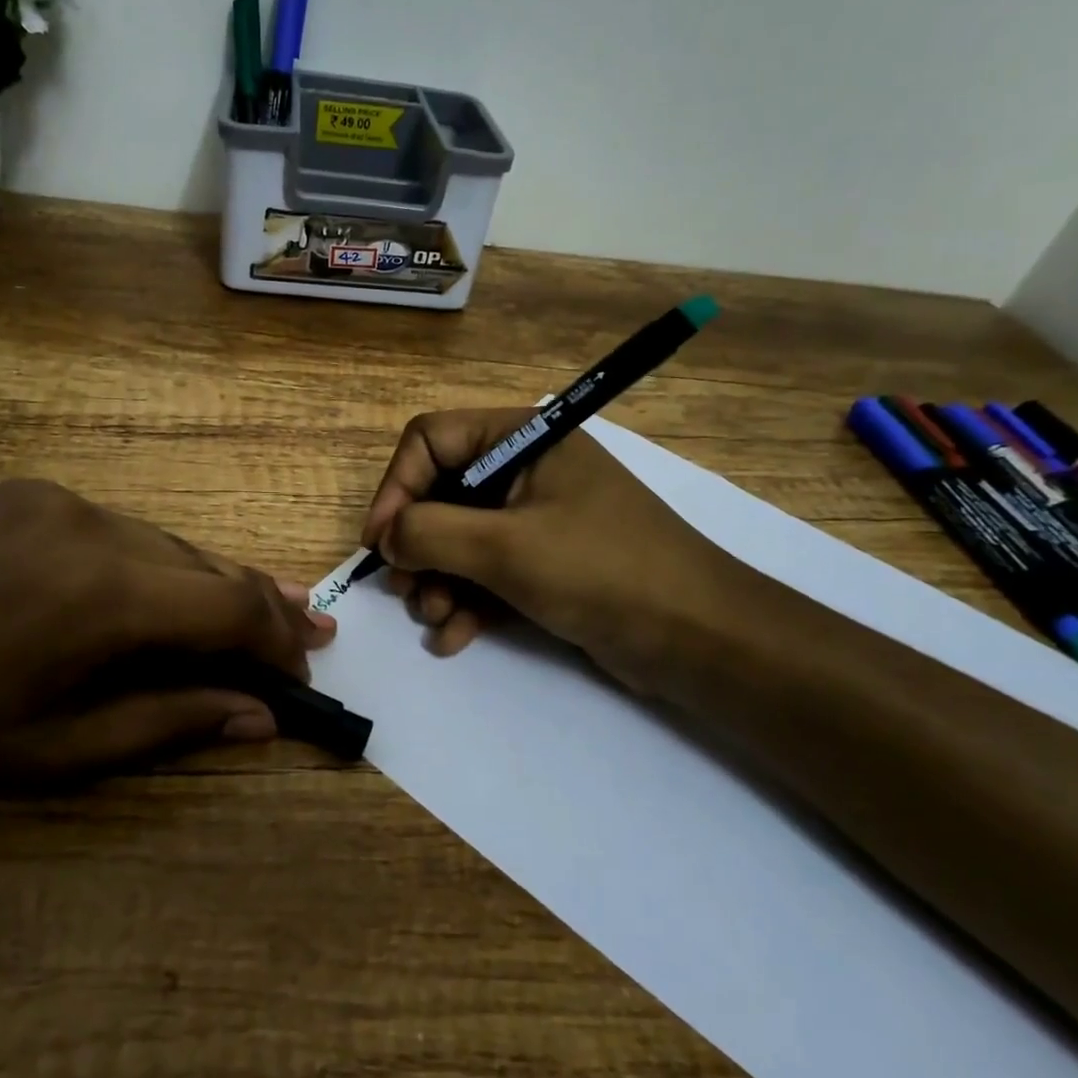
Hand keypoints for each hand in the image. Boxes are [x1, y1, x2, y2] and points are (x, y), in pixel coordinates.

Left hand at [0, 480, 335, 785]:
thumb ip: (168, 724)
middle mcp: (95, 526)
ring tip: (252, 615)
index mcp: (101, 596)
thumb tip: (260, 718)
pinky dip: (155, 566)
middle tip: (307, 634)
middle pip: (210, 565)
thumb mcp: (53, 751)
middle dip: (262, 608)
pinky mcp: (34, 489)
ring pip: (168, 544)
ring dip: (210, 585)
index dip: (278, 639)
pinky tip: (157, 594)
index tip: (301, 670)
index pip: (231, 606)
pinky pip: (120, 530)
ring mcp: (62, 498)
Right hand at [360, 409, 740, 693]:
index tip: (379, 542)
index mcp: (521, 438)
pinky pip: (486, 572)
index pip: (431, 440)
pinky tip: (455, 638)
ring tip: (434, 618)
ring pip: (459, 538)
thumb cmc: (600, 570)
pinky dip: (466, 602)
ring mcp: (535, 518)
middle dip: (417, 545)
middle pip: (440, 493)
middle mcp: (524, 470)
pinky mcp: (544, 562)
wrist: (697, 637)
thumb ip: (430, 533)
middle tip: (405, 589)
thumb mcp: (505, 548)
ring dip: (437, 580)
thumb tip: (386, 536)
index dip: (396, 487)